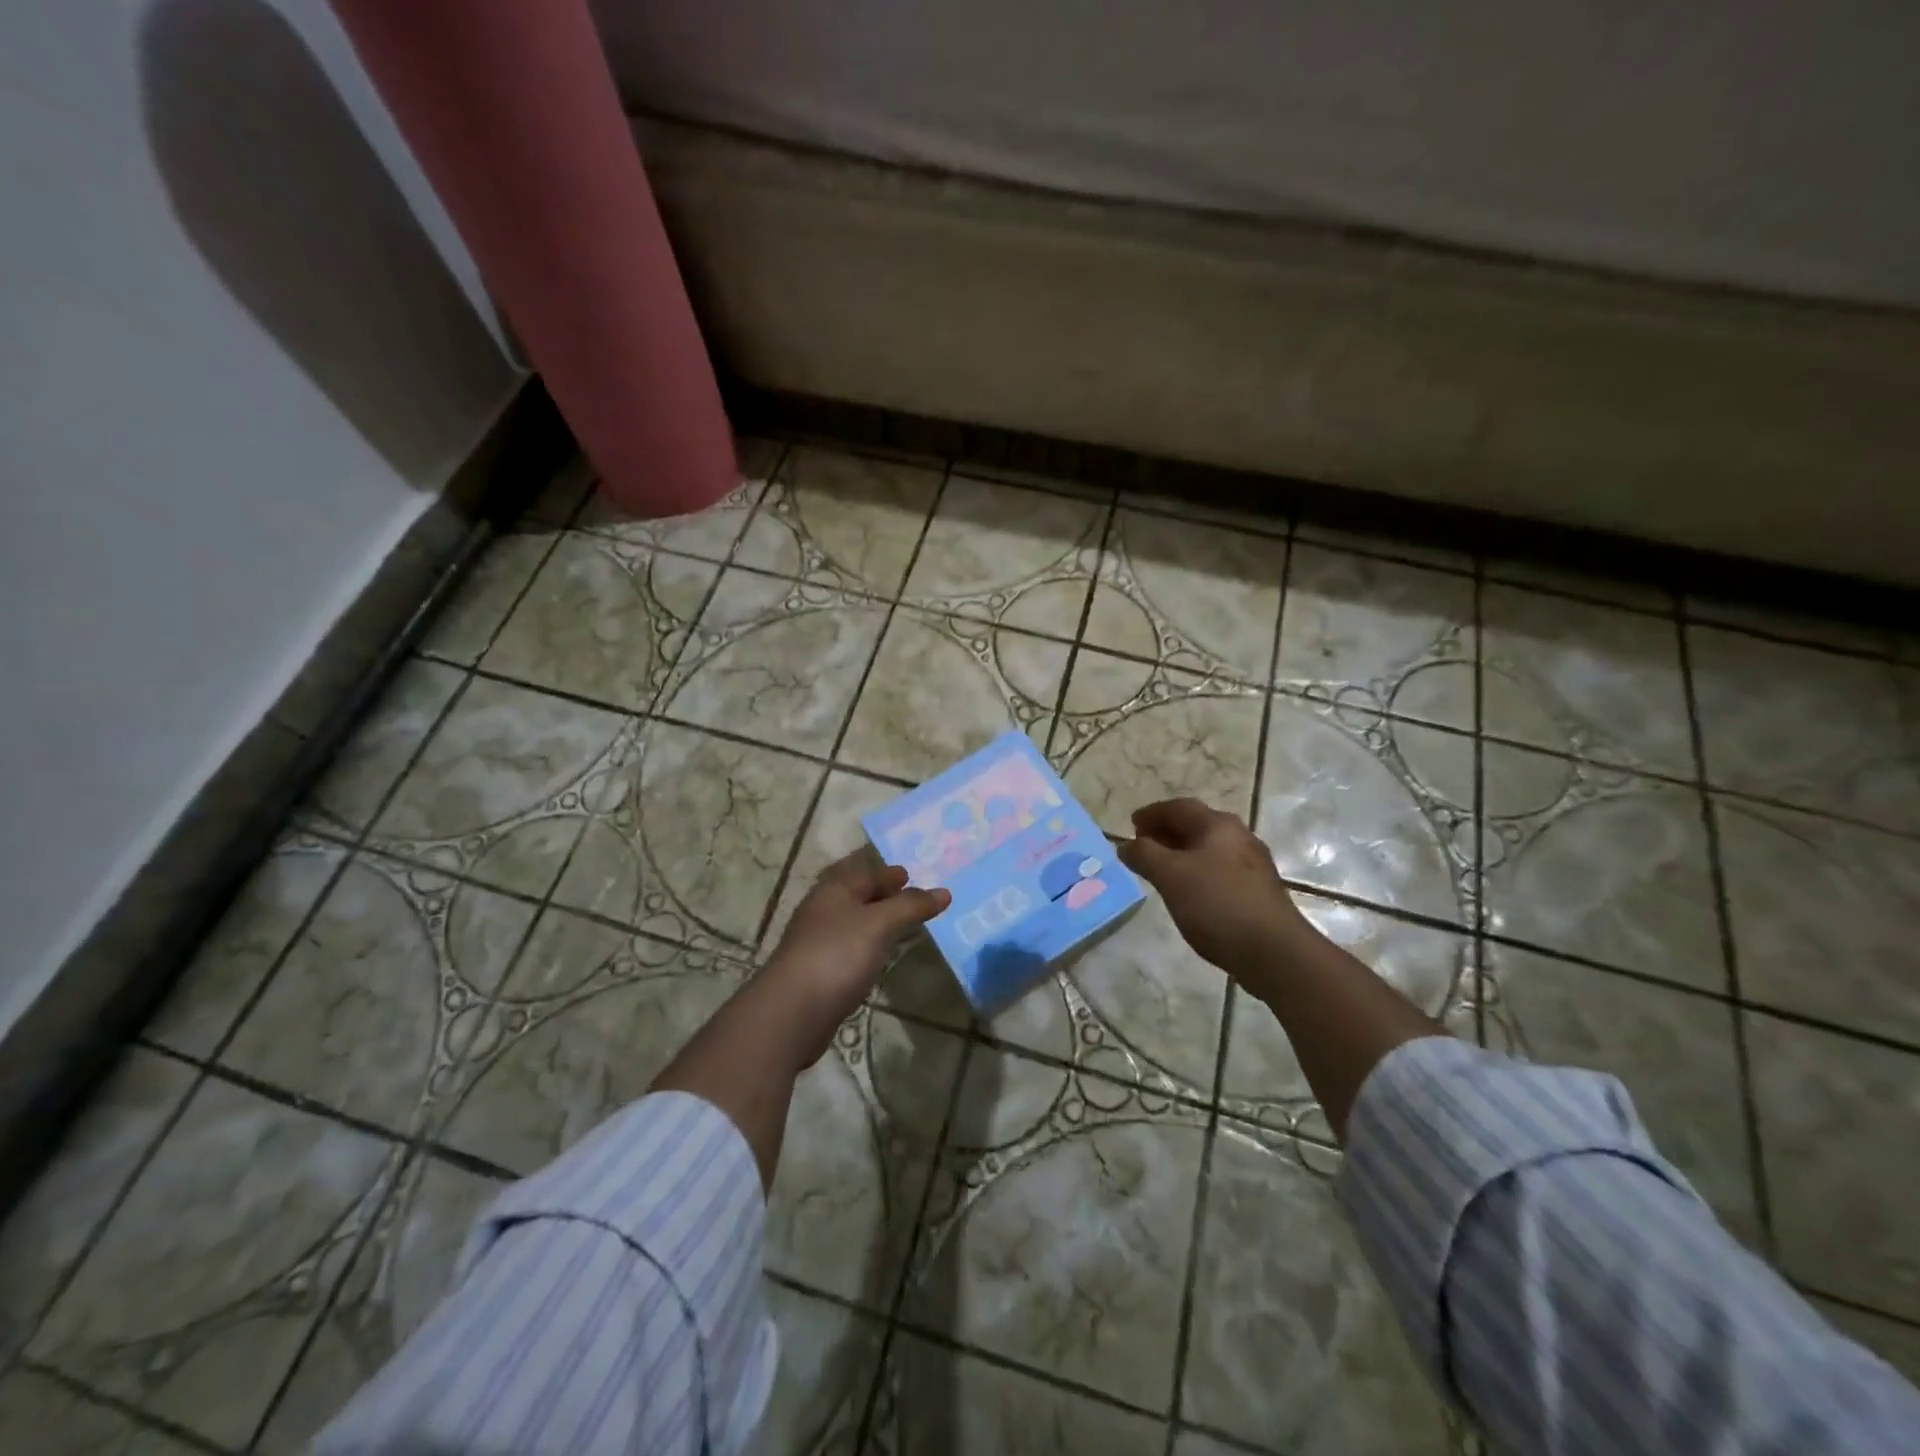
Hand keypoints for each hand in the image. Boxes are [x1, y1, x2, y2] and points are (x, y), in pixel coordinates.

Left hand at [757, 852, 949, 1066]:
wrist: (792, 1012)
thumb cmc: (837, 955)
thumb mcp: (880, 924)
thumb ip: (911, 906)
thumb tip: (944, 892)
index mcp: (833, 891)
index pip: (865, 872)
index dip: (888, 872)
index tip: (911, 874)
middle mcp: (822, 911)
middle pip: (857, 896)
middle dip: (883, 895)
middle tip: (912, 898)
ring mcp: (817, 942)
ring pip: (853, 923)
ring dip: (876, 922)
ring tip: (902, 926)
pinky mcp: (818, 972)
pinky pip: (850, 949)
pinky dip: (868, 946)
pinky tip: (880, 956)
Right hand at [1116, 798, 1312, 979]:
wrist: (1274, 951)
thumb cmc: (1217, 904)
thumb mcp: (1170, 876)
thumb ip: (1144, 855)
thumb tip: (1126, 845)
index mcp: (1218, 825)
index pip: (1179, 807)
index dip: (1152, 813)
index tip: (1131, 825)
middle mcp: (1239, 837)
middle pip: (1197, 825)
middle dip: (1166, 832)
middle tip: (1143, 846)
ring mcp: (1252, 865)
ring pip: (1209, 849)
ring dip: (1181, 854)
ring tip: (1160, 871)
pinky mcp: (1258, 891)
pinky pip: (1219, 870)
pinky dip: (1197, 872)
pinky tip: (1188, 893)